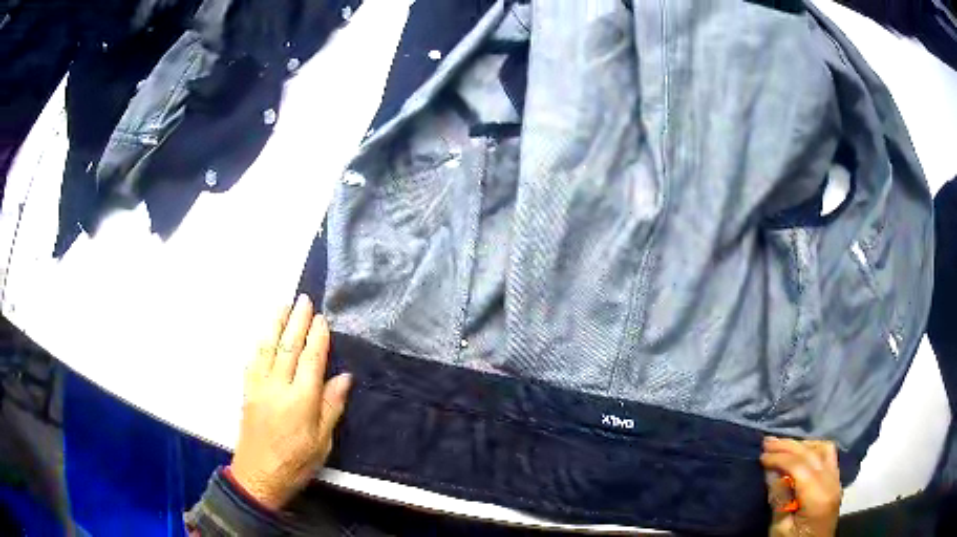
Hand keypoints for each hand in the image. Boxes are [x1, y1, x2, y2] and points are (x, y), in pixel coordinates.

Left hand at [230, 294, 351, 510]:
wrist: (259, 475)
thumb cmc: (296, 462)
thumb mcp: (322, 441)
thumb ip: (331, 406)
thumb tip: (344, 377)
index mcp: (301, 400)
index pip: (311, 359)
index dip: (317, 337)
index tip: (322, 318)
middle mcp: (278, 387)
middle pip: (288, 347)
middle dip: (297, 321)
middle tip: (304, 300)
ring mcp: (259, 387)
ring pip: (267, 348)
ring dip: (275, 324)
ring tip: (283, 305)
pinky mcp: (247, 391)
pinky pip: (253, 361)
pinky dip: (260, 344)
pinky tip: (264, 335)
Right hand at [761, 437, 841, 536]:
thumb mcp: (779, 530)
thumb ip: (779, 500)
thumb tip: (771, 472)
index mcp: (817, 497)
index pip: (800, 466)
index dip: (780, 458)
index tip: (761, 456)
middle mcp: (831, 483)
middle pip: (812, 454)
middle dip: (789, 446)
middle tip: (768, 442)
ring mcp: (836, 481)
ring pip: (824, 449)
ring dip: (803, 444)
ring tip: (784, 447)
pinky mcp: (836, 482)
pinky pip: (829, 456)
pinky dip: (814, 449)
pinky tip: (801, 453)